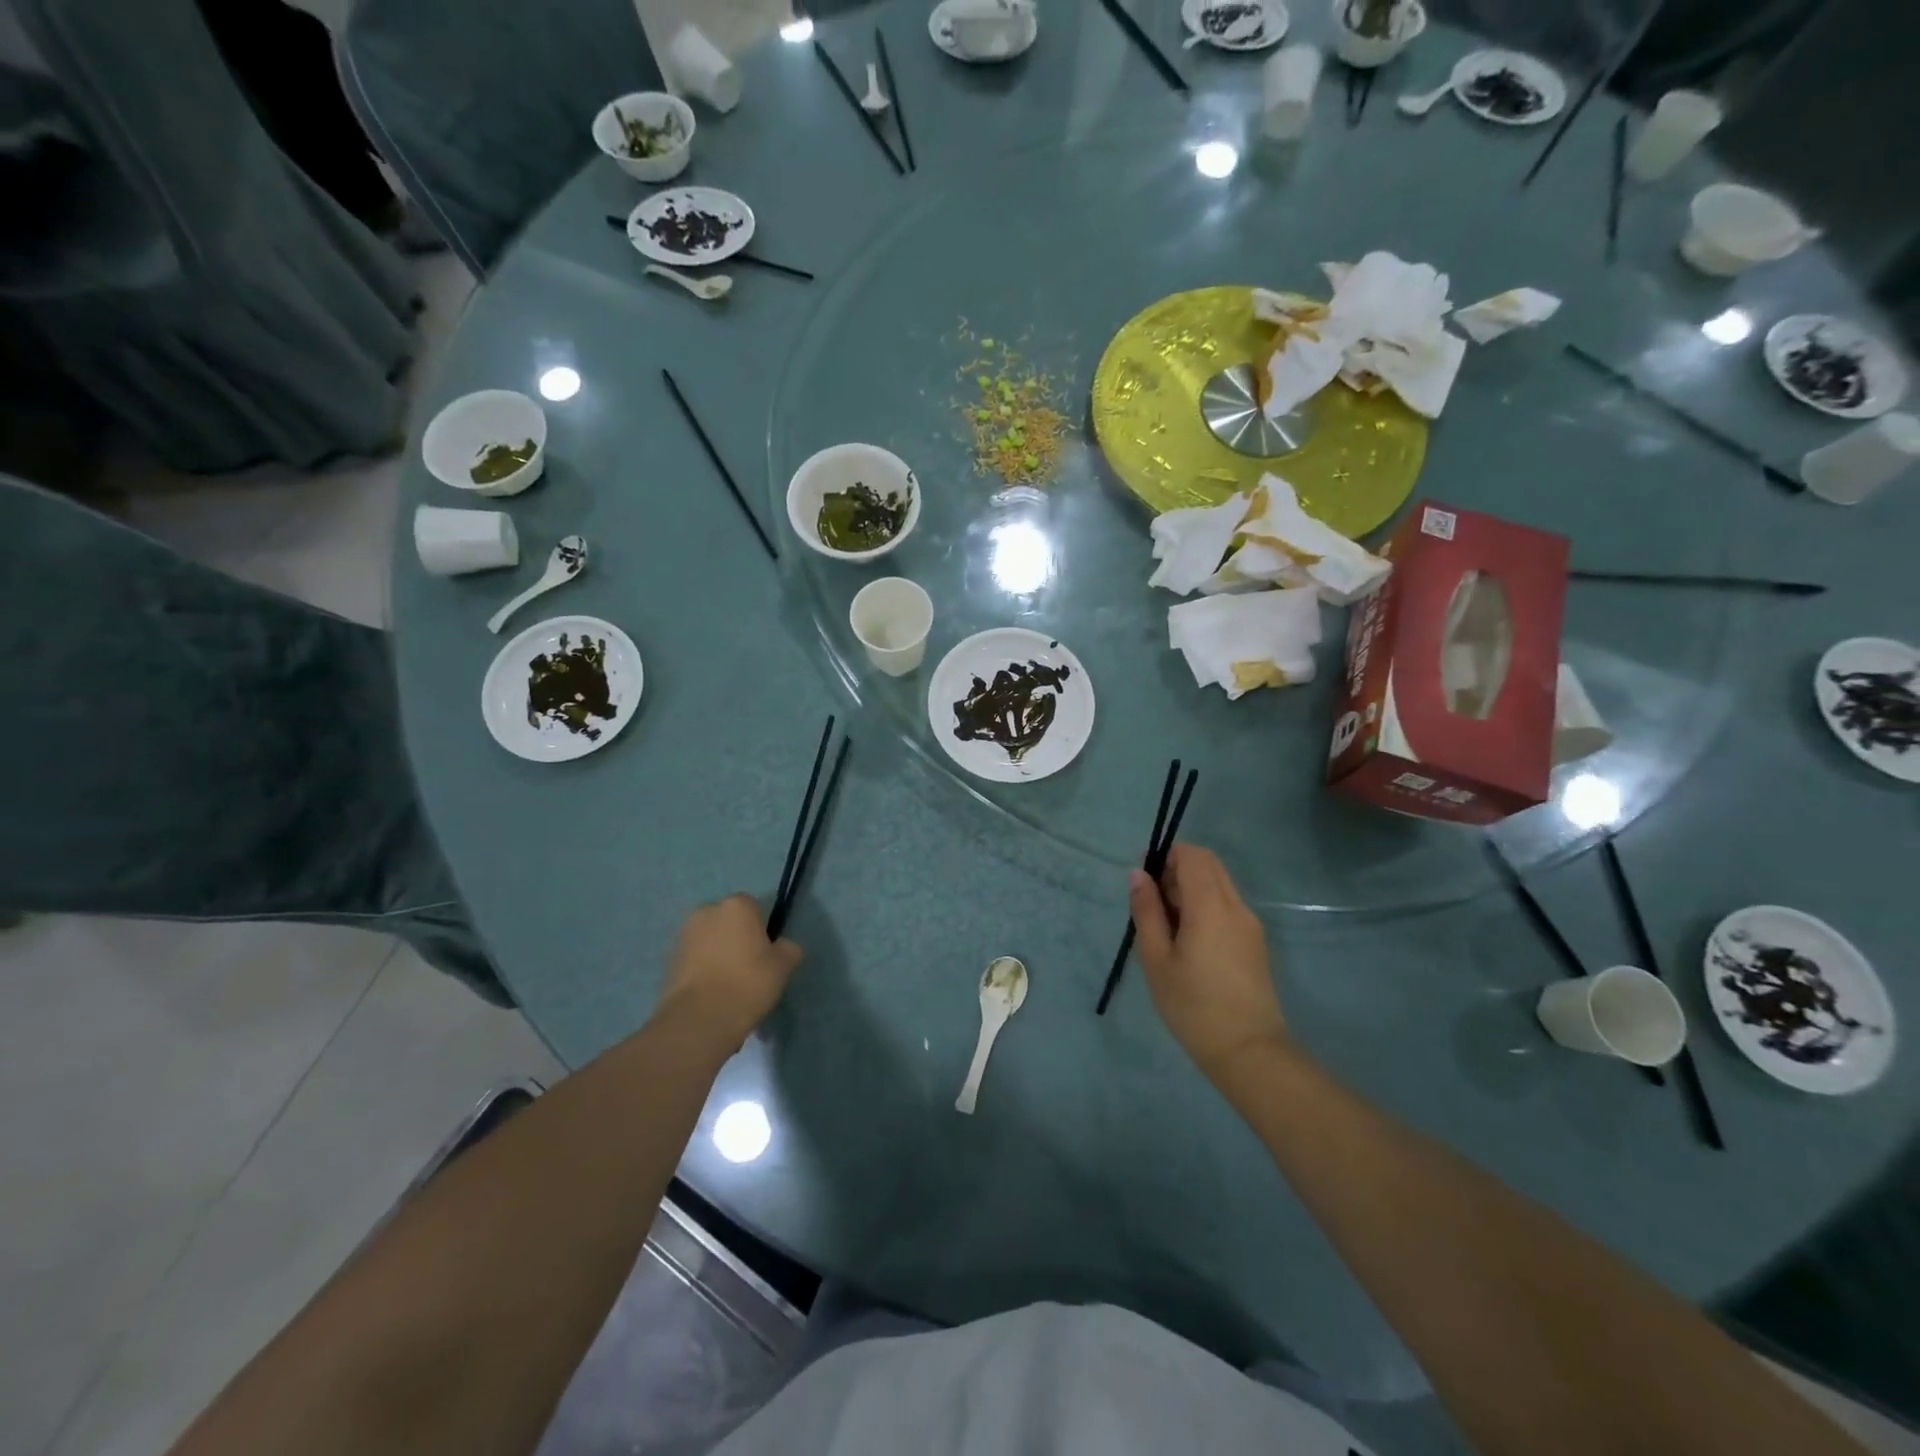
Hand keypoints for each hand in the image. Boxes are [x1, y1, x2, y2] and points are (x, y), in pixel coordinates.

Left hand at [654, 895, 801, 1053]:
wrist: (698, 1020)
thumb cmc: (747, 984)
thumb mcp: (783, 967)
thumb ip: (788, 949)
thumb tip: (782, 947)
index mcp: (736, 905)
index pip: (754, 908)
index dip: (762, 930)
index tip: (766, 954)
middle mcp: (706, 911)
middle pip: (728, 922)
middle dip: (736, 939)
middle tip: (748, 969)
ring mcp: (683, 935)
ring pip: (709, 941)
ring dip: (717, 955)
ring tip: (728, 987)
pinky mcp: (667, 961)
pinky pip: (694, 960)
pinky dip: (702, 971)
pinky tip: (711, 996)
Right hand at [1128, 843, 1287, 1081]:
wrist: (1248, 1051)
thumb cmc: (1193, 1006)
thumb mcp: (1156, 959)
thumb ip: (1147, 912)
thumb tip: (1138, 874)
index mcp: (1210, 906)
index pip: (1192, 855)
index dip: (1166, 855)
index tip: (1144, 879)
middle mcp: (1235, 906)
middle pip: (1209, 864)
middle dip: (1178, 869)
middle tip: (1153, 903)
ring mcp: (1250, 924)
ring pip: (1220, 884)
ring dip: (1191, 888)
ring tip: (1168, 926)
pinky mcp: (1255, 941)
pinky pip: (1228, 905)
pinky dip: (1205, 906)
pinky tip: (1188, 941)